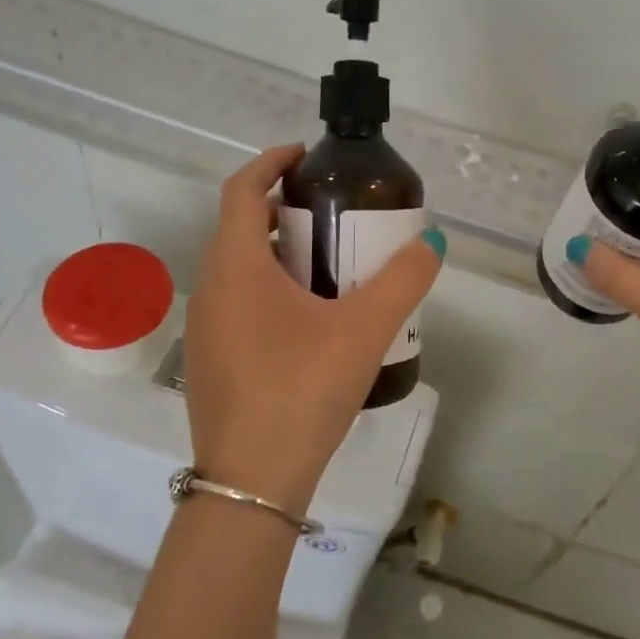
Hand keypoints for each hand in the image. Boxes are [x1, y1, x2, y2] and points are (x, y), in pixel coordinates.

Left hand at [184, 144, 444, 512]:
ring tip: (333, 262)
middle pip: (243, 226)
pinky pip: (240, 301)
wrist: (252, 483)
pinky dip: (272, 287)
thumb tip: (432, 241)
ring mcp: (207, 327)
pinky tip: (314, 318)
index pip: (242, 190)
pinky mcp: (212, 359)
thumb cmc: (302, 390)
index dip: (271, 162)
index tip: (308, 155)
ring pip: (241, 267)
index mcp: (237, 266)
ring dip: (281, 251)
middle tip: (337, 212)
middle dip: (286, 208)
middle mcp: (212, 287)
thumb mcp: (364, 329)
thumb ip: (404, 280)